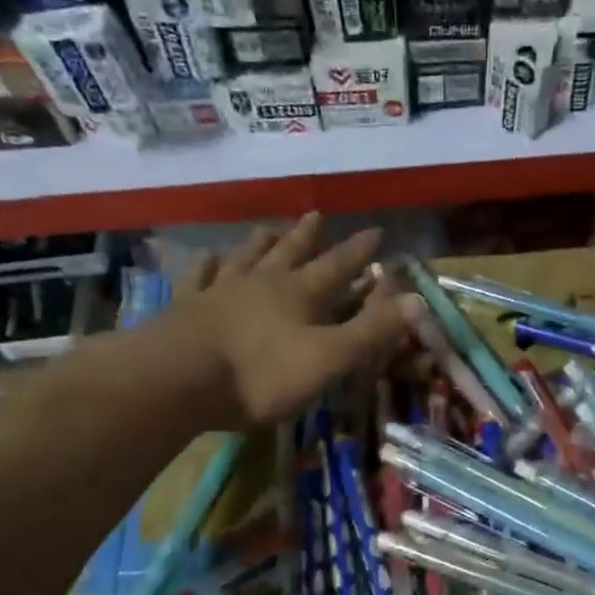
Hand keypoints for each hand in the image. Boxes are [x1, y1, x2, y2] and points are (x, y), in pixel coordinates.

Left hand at [164, 213, 418, 428]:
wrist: (178, 380)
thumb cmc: (260, 375)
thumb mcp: (328, 359)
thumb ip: (370, 331)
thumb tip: (416, 300)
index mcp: (300, 295)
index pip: (337, 266)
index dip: (359, 252)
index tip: (375, 231)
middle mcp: (262, 283)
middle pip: (290, 252)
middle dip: (308, 236)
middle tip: (317, 214)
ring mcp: (221, 291)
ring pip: (246, 257)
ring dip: (262, 242)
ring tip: (269, 227)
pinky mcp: (187, 307)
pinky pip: (200, 277)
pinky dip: (206, 265)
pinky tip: (207, 256)